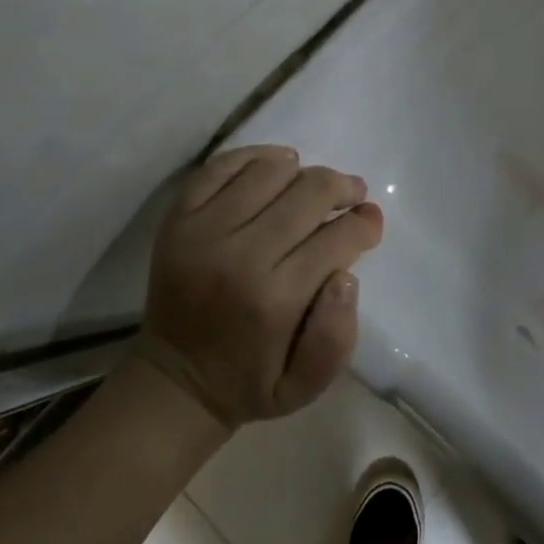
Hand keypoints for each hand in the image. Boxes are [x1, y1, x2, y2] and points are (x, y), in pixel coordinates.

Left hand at [133, 145, 382, 428]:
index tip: (370, 221)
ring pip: (270, 171)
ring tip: (311, 187)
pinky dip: (256, 156)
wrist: (173, 380)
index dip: (365, 223)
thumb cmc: (249, 382)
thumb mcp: (305, 387)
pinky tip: (277, 165)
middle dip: (342, 189)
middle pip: (309, 192)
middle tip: (352, 196)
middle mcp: (239, 256)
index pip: (337, 238)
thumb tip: (346, 276)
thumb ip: (336, 338)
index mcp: (275, 300)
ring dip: (302, 172)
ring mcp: (202, 231)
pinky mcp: (178, 218)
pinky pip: (222, 165)